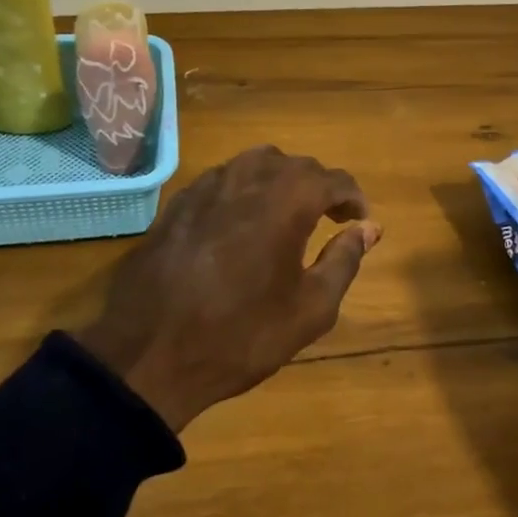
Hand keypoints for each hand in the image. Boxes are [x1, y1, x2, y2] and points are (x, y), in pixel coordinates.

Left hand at [75, 147, 382, 431]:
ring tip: (286, 216)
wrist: (149, 353)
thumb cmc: (241, 335)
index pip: (334, 179)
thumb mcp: (310, 309)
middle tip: (329, 220)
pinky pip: (222, 179)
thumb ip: (345, 260)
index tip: (360, 222)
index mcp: (287, 199)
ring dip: (280, 181)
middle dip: (318, 187)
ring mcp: (207, 185)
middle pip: (296, 165)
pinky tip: (240, 224)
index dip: (353, 198)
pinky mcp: (178, 201)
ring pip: (255, 163)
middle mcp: (248, 177)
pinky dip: (243, 190)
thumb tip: (369, 228)